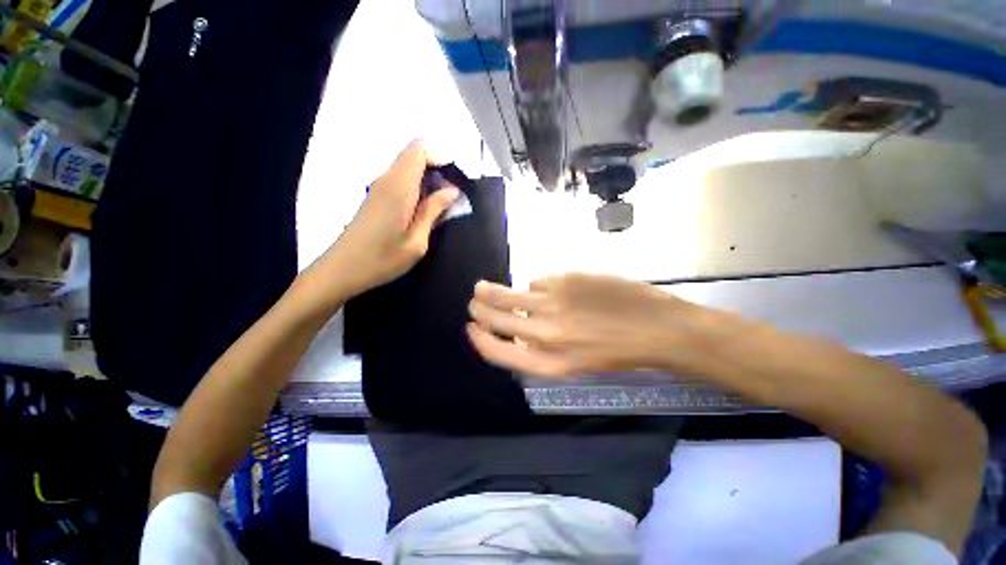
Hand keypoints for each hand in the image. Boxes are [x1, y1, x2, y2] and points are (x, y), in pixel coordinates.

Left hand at [319, 140, 459, 298]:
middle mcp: (387, 179)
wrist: (342, 270)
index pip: (419, 150)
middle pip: (415, 155)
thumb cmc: (382, 259)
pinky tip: (426, 209)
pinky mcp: (376, 196)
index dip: (441, 157)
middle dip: (439, 168)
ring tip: (444, 204)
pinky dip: (418, 186)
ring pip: (409, 167)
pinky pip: (402, 179)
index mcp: (398, 187)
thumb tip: (452, 190)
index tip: (457, 180)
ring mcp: (379, 187)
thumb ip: (433, 211)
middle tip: (454, 195)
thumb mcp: (417, 240)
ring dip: (429, 178)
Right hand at [467, 273, 745, 377]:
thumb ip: (542, 348)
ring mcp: (554, 302)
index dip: (479, 339)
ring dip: (493, 290)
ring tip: (487, 286)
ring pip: (509, 293)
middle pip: (496, 317)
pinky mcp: (565, 279)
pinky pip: (537, 280)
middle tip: (474, 298)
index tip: (471, 327)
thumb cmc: (618, 353)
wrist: (659, 329)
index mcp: (549, 363)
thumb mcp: (576, 363)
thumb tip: (519, 325)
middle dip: (478, 306)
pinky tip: (548, 288)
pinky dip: (536, 285)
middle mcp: (545, 333)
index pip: (498, 351)